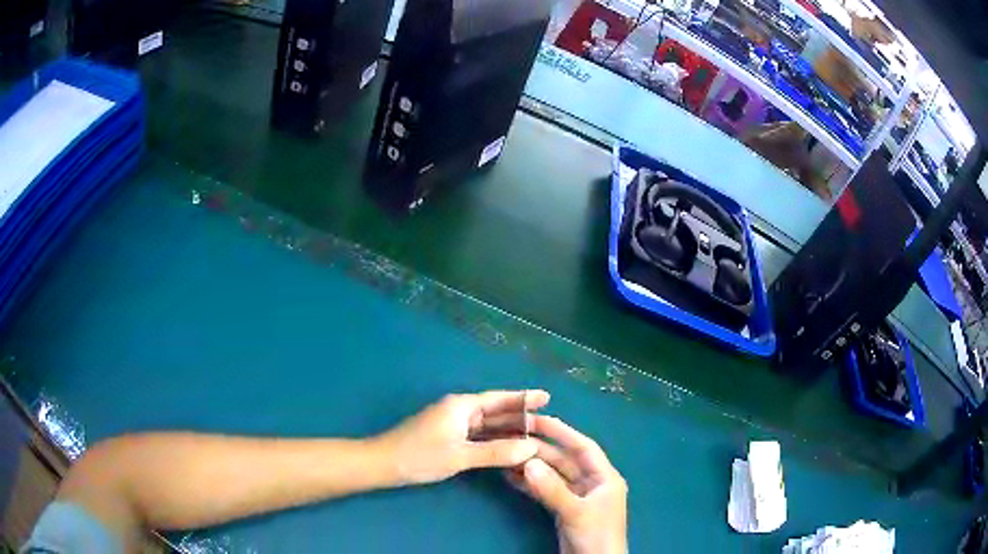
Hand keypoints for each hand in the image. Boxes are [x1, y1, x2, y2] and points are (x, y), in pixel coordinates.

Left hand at [373, 390, 548, 484]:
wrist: (383, 464)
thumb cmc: (419, 456)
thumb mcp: (460, 456)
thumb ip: (496, 452)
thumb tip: (532, 448)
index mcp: (461, 406)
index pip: (499, 399)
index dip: (523, 398)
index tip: (547, 397)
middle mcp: (459, 411)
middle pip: (495, 412)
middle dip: (520, 418)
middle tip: (549, 424)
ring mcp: (452, 425)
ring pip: (487, 426)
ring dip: (508, 432)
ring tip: (536, 437)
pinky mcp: (447, 438)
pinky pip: (478, 437)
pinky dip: (493, 442)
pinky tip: (508, 449)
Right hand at [507, 415, 627, 553]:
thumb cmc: (595, 535)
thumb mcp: (575, 511)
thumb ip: (552, 489)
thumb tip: (527, 463)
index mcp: (604, 477)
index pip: (582, 447)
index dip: (561, 432)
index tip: (537, 419)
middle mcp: (591, 482)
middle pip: (564, 460)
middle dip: (540, 450)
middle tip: (513, 438)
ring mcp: (576, 496)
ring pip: (552, 475)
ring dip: (531, 466)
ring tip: (506, 455)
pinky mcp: (563, 509)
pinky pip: (545, 490)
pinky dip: (530, 484)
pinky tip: (510, 477)